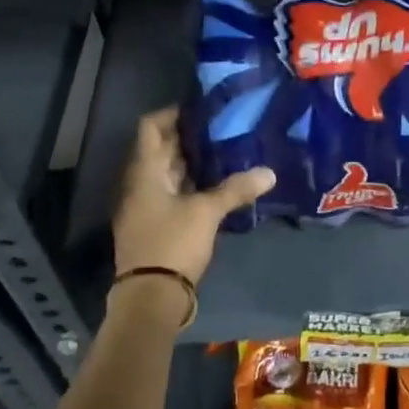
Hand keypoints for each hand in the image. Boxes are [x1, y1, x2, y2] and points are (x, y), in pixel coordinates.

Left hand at [112, 106, 274, 286]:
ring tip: (225, 151)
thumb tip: (269, 172)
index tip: (202, 109)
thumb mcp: (207, 212)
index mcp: (145, 172)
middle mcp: (139, 184)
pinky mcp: (154, 224)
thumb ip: (236, 189)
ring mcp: (145, 205)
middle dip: (189, 137)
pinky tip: (216, 184)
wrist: (150, 299)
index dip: (173, 113)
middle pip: (160, 149)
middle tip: (222, 127)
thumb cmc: (173, 243)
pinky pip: (171, 193)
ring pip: (167, 172)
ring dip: (191, 162)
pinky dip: (190, 184)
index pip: (151, 127)